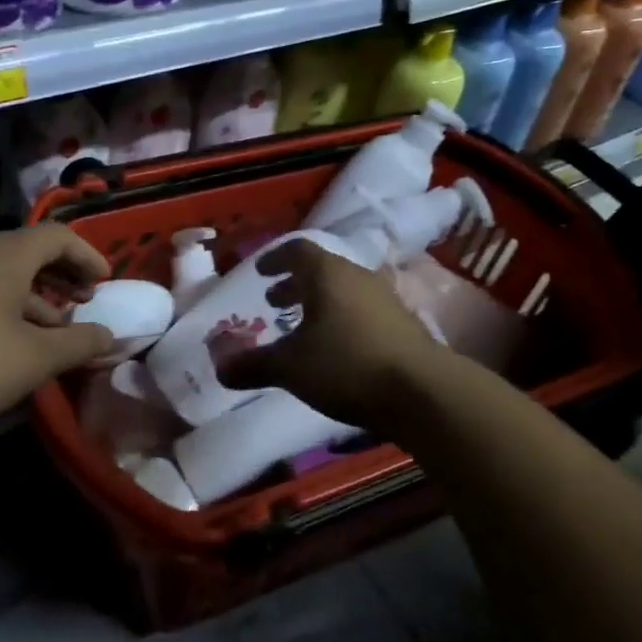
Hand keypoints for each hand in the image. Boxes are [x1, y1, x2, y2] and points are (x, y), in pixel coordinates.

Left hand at [0, 225, 113, 444]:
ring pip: (3, 274)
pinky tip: (13, 340)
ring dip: (35, 296)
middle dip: (63, 276)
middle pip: (29, 252)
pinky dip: (6, 305)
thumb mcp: (36, 357)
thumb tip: (108, 335)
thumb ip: (79, 342)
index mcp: (4, 254)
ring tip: (55, 329)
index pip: (58, 237)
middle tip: (84, 301)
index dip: (88, 256)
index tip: (106, 283)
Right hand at [215, 240, 446, 432]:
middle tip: (274, 300)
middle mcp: (358, 277)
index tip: (261, 272)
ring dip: (319, 303)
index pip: (297, 250)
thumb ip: (253, 365)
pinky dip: (341, 319)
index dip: (275, 259)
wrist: (422, 391)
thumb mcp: (291, 368)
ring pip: (344, 291)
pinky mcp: (403, 324)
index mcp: (328, 274)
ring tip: (303, 327)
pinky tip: (336, 349)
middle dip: (295, 284)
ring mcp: (385, 299)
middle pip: (322, 269)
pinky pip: (362, 310)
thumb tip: (219, 368)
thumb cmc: (347, 365)